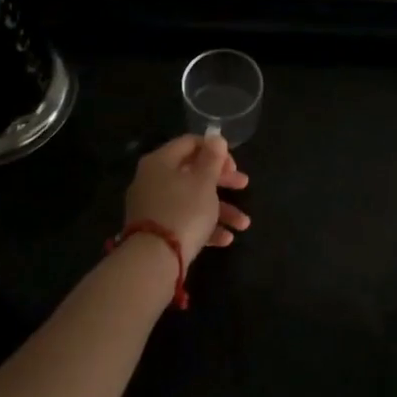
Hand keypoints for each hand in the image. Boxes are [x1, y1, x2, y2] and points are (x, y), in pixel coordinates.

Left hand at [124, 134, 250, 264]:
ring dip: (220, 209)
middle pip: (192, 172)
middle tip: (244, 185)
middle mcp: (152, 180)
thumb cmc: (183, 211)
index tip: (234, 164)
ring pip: (191, 200)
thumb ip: (212, 158)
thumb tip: (215, 136)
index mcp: (161, 161)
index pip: (190, 143)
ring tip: (243, 224)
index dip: (215, 150)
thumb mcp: (204, 182)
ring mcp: (152, 206)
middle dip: (222, 181)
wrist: (153, 260)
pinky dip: (204, 226)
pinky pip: (183, 220)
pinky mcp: (156, 230)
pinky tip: (226, 239)